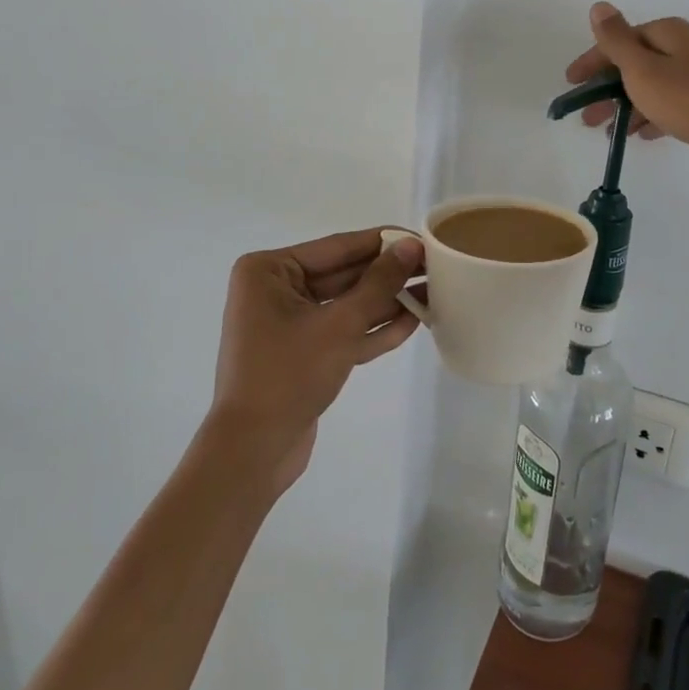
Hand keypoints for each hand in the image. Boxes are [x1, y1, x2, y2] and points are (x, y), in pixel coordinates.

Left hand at [208, 228, 422, 495]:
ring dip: (387, 302)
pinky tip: (413, 323)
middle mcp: (275, 290)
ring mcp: (289, 323)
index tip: (423, 237)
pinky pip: (342, 331)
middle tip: (436, 266)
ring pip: (347, 304)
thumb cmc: (288, 375)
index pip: (338, 247)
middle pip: (344, 275)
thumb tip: (410, 246)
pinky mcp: (303, 353)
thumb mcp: (340, 324)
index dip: (383, 242)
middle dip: (389, 275)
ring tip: (434, 293)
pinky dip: (373, 329)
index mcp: (269, 271)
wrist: (252, 452)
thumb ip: (379, 283)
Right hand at [565, 2, 688, 178]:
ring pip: (657, 84)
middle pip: (637, 62)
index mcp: (668, 33)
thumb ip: (617, 41)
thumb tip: (599, 5)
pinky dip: (656, 113)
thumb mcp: (645, 70)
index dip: (591, 63)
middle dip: (608, 89)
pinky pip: (677, 101)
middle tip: (588, 118)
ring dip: (630, 105)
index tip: (570, 86)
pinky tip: (647, 133)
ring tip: (613, 133)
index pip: (618, 41)